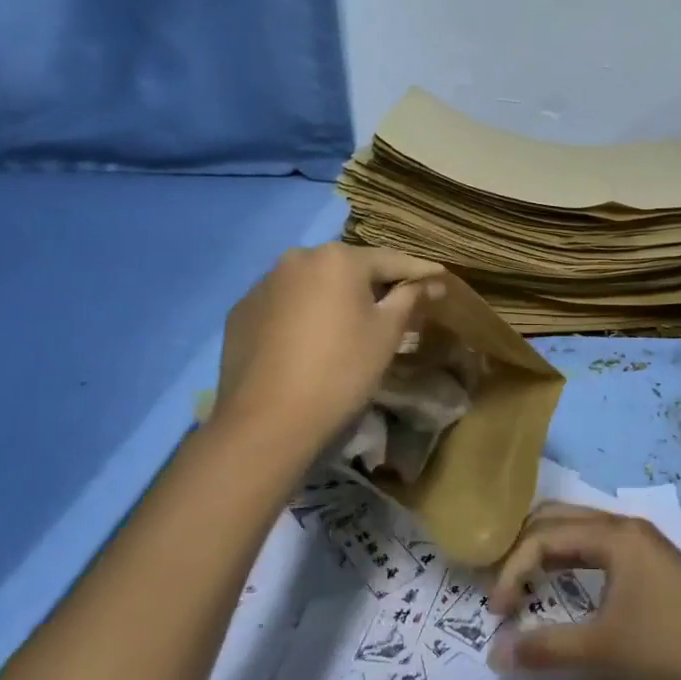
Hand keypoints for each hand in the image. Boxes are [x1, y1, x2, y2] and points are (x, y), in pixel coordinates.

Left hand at [211, 244, 444, 460]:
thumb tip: (432, 281)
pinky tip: (309, 341)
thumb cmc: (341, 370)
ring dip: (333, 298)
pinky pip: (283, 305)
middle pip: (347, 269)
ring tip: (349, 323)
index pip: (389, 260)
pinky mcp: (241, 312)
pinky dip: (301, 315)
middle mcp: (297, 258)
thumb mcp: (386, 333)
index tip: (439, 277)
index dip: (417, 271)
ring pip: (312, 285)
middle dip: (372, 284)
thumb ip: (410, 297)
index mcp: (337, 258)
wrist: (267, 421)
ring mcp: (263, 284)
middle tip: (395, 304)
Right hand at [485, 504, 680, 679]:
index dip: (513, 570)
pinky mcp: (657, 566)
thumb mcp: (602, 651)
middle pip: (562, 519)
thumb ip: (545, 649)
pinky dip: (575, 560)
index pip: (546, 536)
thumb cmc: (669, 651)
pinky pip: (602, 548)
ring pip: (584, 531)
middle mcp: (628, 527)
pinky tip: (571, 586)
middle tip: (503, 583)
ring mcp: (647, 544)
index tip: (495, 613)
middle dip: (526, 546)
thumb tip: (494, 653)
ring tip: (528, 582)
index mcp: (615, 534)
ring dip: (551, 550)